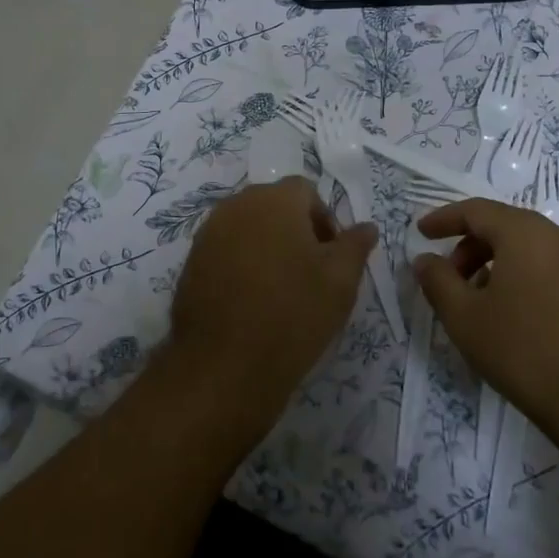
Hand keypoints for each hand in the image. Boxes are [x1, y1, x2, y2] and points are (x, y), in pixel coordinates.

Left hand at [167, 177, 376, 437]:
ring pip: (248, 227)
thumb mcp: (341, 281)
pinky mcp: (192, 261)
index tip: (331, 257)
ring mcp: (209, 233)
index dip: (324, 220)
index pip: (305, 192)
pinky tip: (252, 300)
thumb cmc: (293, 314)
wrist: (225, 365)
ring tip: (281, 289)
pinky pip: (226, 249)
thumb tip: (366, 226)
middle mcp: (237, 205)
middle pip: (274, 205)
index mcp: (275, 200)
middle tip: (310, 273)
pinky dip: (242, 264)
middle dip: (295, 230)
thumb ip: (355, 245)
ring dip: (267, 246)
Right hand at [412, 199, 558, 433]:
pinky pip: (546, 265)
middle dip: (468, 245)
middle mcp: (557, 237)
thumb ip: (438, 281)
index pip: (476, 210)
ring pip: (526, 247)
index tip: (421, 233)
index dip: (444, 219)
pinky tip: (509, 312)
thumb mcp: (465, 317)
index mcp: (524, 233)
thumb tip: (425, 259)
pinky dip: (519, 274)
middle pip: (503, 225)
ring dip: (493, 261)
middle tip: (447, 277)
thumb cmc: (524, 351)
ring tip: (475, 299)